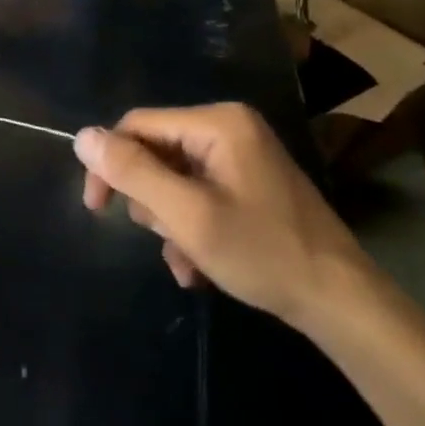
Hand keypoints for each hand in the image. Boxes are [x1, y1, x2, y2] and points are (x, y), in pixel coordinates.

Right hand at [75, 103, 371, 328]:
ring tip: (188, 259)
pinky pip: (198, 193)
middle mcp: (229, 127)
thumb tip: (82, 137)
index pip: (138, 125)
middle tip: (167, 238)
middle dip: (152, 201)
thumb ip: (133, 173)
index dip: (110, 162)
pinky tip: (199, 266)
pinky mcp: (248, 183)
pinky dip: (191, 227)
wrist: (342, 303)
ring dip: (170, 222)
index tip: (96, 208)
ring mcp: (241, 156)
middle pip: (156, 152)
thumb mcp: (188, 215)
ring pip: (174, 179)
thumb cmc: (263, 253)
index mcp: (217, 122)